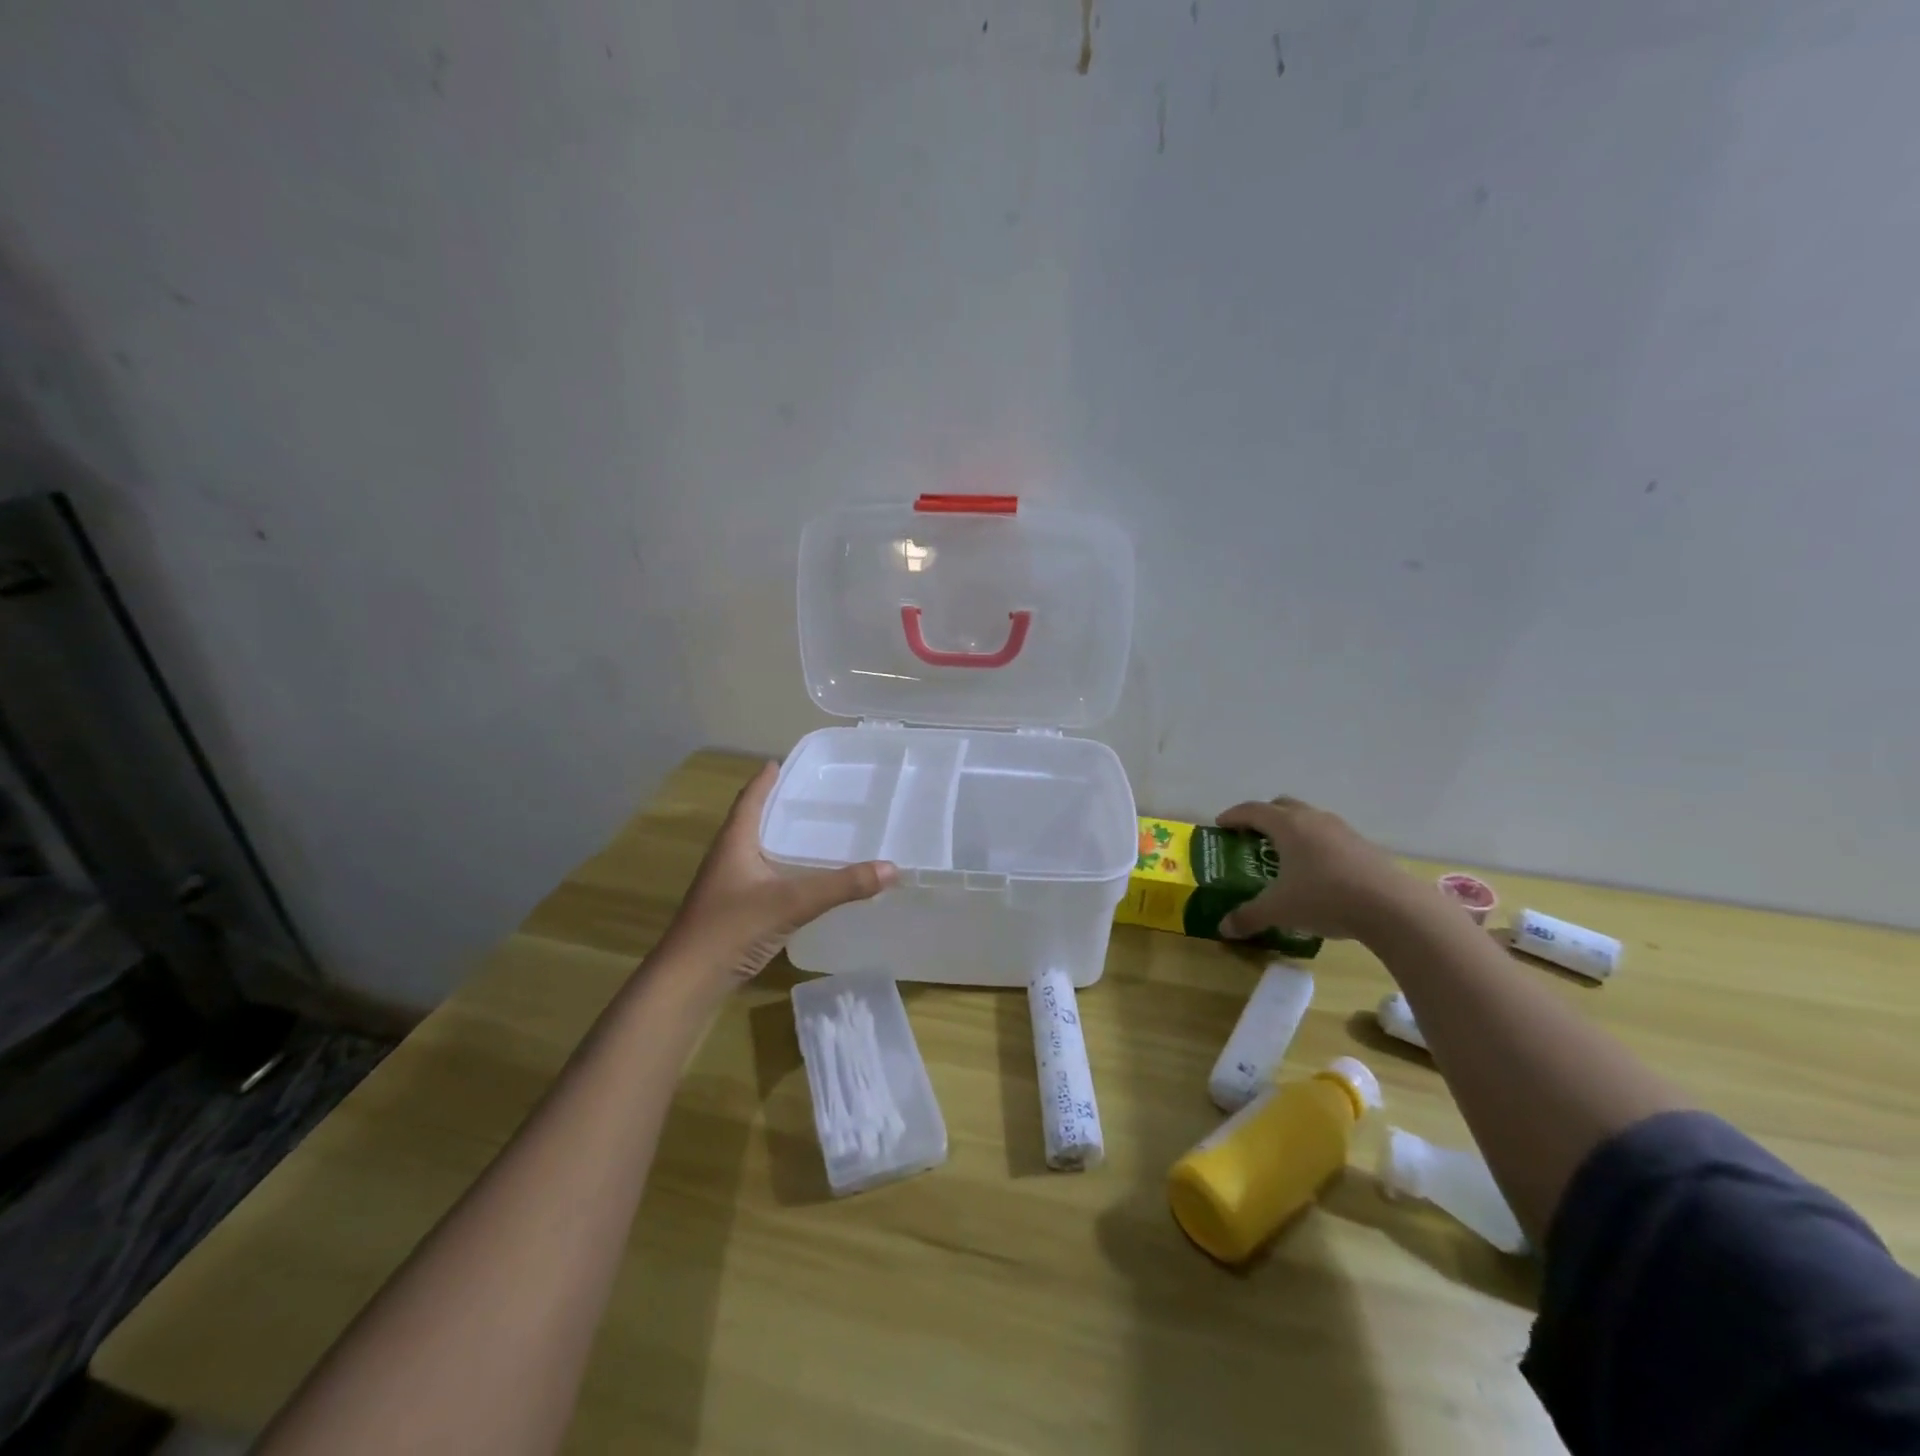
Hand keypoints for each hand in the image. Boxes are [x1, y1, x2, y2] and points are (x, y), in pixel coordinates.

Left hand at [661, 762, 897, 982]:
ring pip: (757, 852)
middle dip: (778, 807)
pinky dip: (782, 870)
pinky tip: (802, 880)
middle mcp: (727, 858)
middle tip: (811, 795)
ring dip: (779, 839)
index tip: (780, 762)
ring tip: (812, 832)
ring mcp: (727, 887)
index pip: (749, 800)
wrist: (688, 982)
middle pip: (752, 822)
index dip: (764, 780)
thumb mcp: (791, 902)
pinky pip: (762, 878)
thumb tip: (891, 868)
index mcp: (734, 843)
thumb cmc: (732, 928)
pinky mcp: (733, 912)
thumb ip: (841, 886)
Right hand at [1214, 796, 1417, 943]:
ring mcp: (1342, 830)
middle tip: (1251, 835)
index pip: (1252, 810)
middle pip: (1282, 806)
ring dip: (1293, 830)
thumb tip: (1223, 928)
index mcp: (1287, 825)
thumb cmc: (1324, 898)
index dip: (1233, 816)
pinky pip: (1330, 836)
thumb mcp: (1279, 910)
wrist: (1392, 907)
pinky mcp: (1364, 846)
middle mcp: (1313, 819)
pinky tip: (1317, 872)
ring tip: (1284, 854)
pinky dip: (1316, 845)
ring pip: (1309, 819)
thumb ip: (1248, 917)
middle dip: (1264, 817)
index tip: (1220, 824)